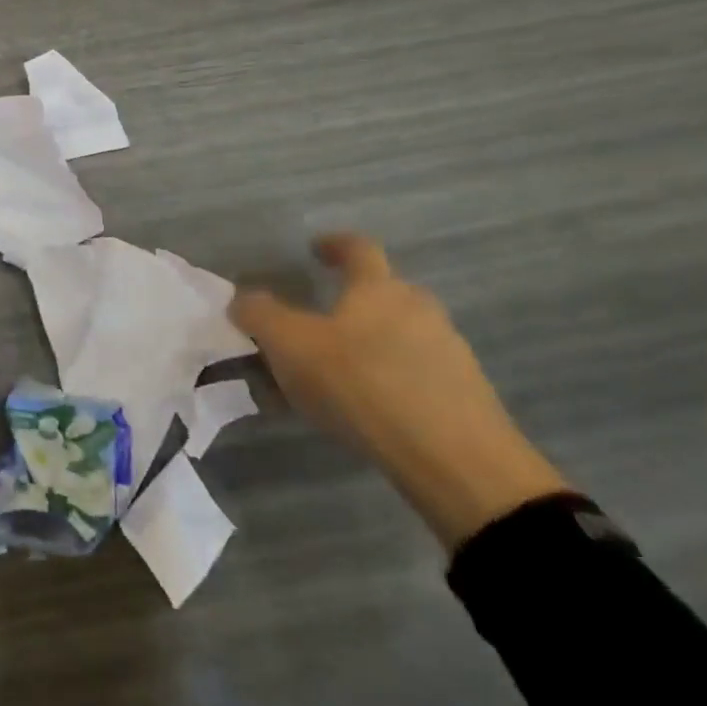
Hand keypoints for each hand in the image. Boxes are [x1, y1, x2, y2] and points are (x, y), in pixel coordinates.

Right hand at [232, 233, 566, 550]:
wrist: (455, 461)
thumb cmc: (363, 385)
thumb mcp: (291, 346)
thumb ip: (260, 316)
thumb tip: (241, 298)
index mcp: (379, 288)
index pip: (358, 248)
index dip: (334, 244)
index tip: (315, 249)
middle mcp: (419, 308)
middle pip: (384, 290)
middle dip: (352, 299)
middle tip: (319, 320)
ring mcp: (449, 351)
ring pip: (401, 332)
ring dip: (371, 341)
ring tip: (338, 371)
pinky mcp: (465, 394)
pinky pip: (417, 371)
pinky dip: (390, 377)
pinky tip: (369, 406)